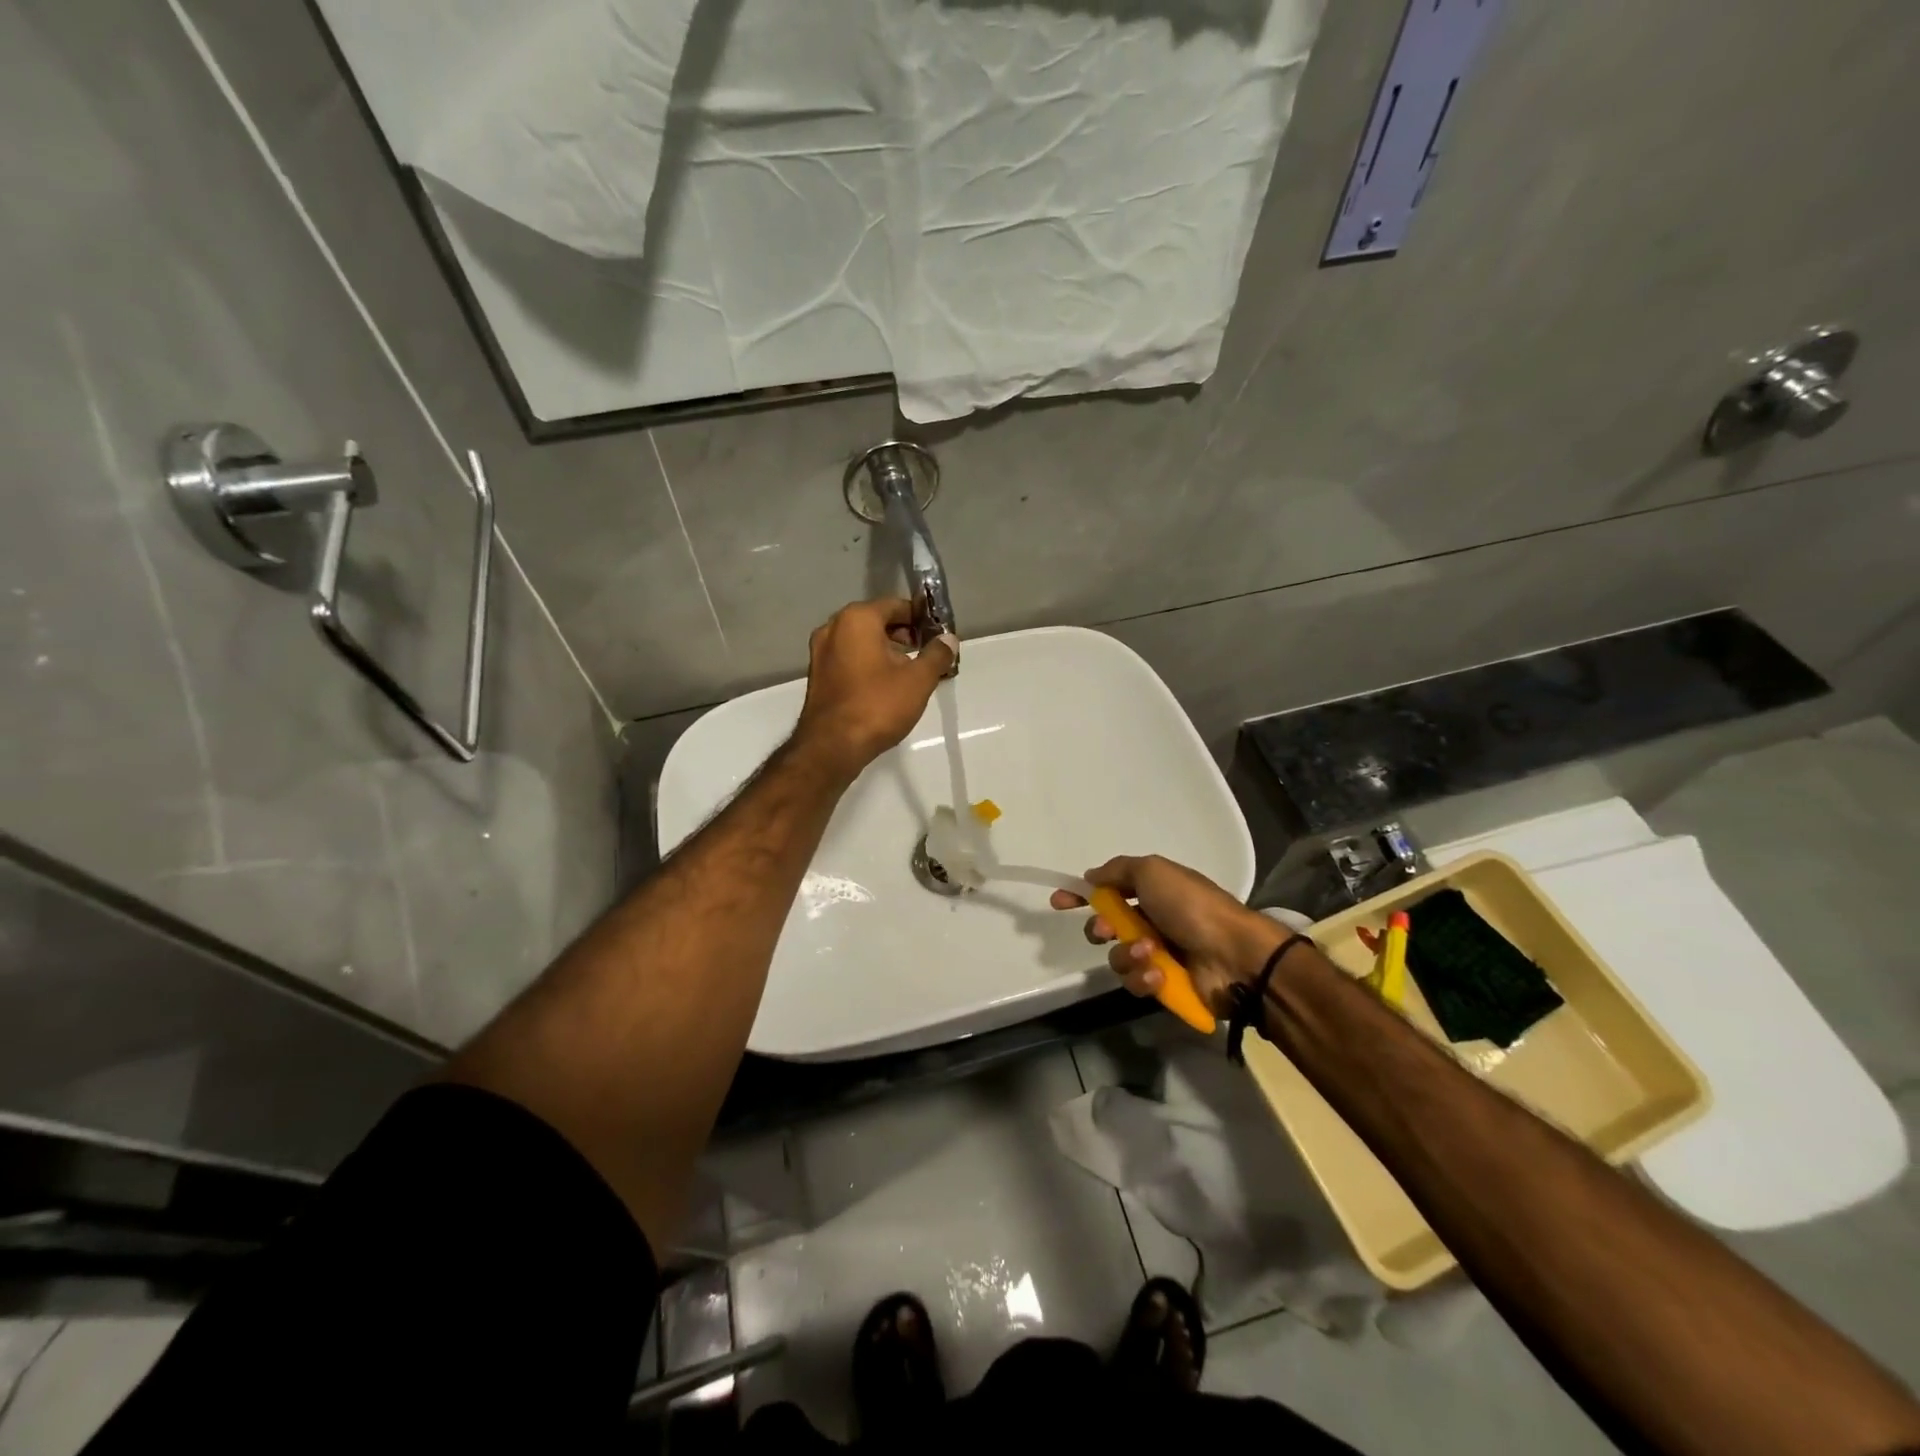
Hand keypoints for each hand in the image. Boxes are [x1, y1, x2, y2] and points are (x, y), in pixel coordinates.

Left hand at [793, 599, 955, 780]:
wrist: (832, 746)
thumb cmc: (877, 705)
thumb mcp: (918, 680)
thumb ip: (936, 655)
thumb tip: (949, 639)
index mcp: (857, 619)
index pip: (896, 605)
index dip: (921, 618)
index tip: (938, 635)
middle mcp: (833, 627)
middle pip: (877, 621)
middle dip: (903, 634)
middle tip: (926, 654)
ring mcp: (820, 651)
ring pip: (861, 640)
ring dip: (886, 650)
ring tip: (910, 672)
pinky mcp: (817, 674)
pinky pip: (849, 658)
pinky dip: (868, 663)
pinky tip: (885, 685)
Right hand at [1050, 855, 1286, 1016]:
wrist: (1235, 955)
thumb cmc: (1192, 906)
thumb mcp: (1153, 871)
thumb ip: (1118, 870)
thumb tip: (1092, 878)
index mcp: (1153, 892)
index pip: (1108, 890)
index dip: (1081, 896)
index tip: (1058, 902)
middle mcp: (1153, 921)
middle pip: (1107, 928)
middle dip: (1102, 930)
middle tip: (1109, 931)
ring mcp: (1159, 954)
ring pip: (1118, 957)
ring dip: (1129, 954)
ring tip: (1151, 953)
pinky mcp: (1165, 985)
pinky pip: (1136, 982)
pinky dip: (1145, 976)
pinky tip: (1160, 973)